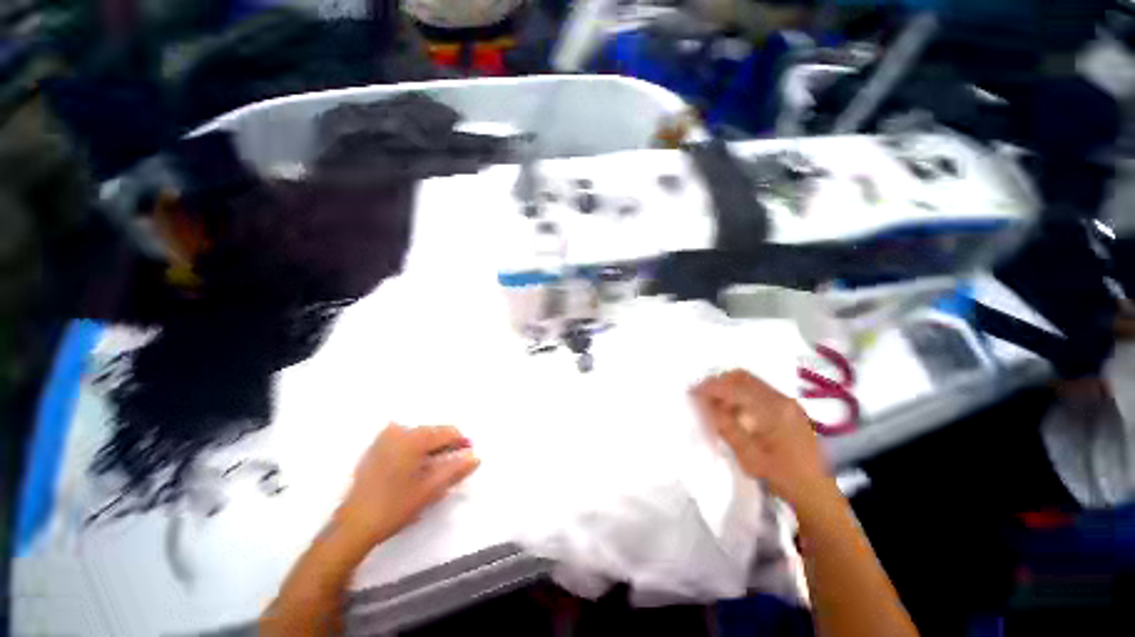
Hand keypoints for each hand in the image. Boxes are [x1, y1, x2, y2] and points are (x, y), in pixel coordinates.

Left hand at [335, 424, 479, 548]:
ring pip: (419, 437)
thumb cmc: (395, 506)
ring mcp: (384, 438)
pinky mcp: (374, 448)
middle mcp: (398, 431)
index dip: (461, 443)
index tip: (467, 456)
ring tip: (431, 472)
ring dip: (429, 450)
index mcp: (414, 438)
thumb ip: (456, 469)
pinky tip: (412, 471)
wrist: (353, 527)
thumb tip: (476, 456)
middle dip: (444, 447)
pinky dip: (414, 451)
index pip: (447, 431)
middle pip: (433, 432)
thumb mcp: (431, 489)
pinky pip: (404, 441)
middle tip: (448, 468)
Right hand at [692, 370, 831, 509]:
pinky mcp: (789, 408)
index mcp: (773, 410)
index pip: (733, 388)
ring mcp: (787, 402)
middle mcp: (781, 398)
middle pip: (741, 377)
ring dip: (728, 389)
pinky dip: (740, 396)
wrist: (819, 494)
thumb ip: (724, 426)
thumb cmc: (783, 477)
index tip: (691, 393)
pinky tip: (733, 413)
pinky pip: (757, 391)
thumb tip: (702, 404)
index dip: (709, 387)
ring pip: (749, 383)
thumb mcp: (749, 456)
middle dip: (718, 384)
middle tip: (701, 398)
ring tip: (714, 407)